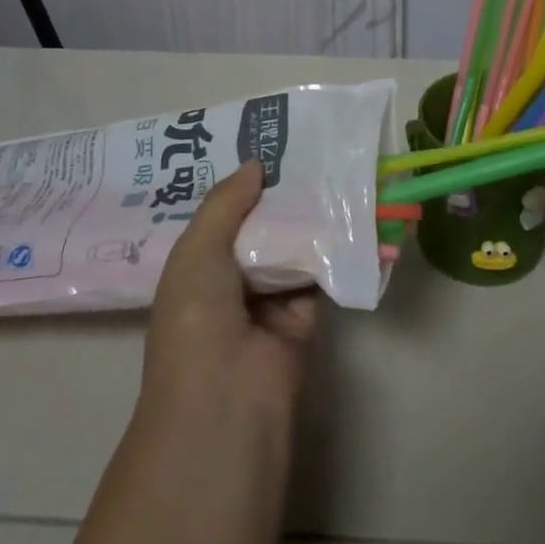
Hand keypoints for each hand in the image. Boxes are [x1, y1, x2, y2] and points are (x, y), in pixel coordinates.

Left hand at [141, 161, 318, 427]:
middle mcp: (233, 281)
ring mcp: (270, 299)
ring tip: (331, 165)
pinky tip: (348, 206)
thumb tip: (256, 164)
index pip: (222, 218)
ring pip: (292, 245)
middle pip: (261, 228)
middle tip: (307, 148)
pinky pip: (320, 270)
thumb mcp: (197, 250)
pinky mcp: (306, 314)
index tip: (267, 146)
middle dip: (280, 195)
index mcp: (197, 268)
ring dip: (309, 215)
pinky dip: (333, 245)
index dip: (242, 186)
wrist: (228, 398)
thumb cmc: (196, 318)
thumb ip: (225, 203)